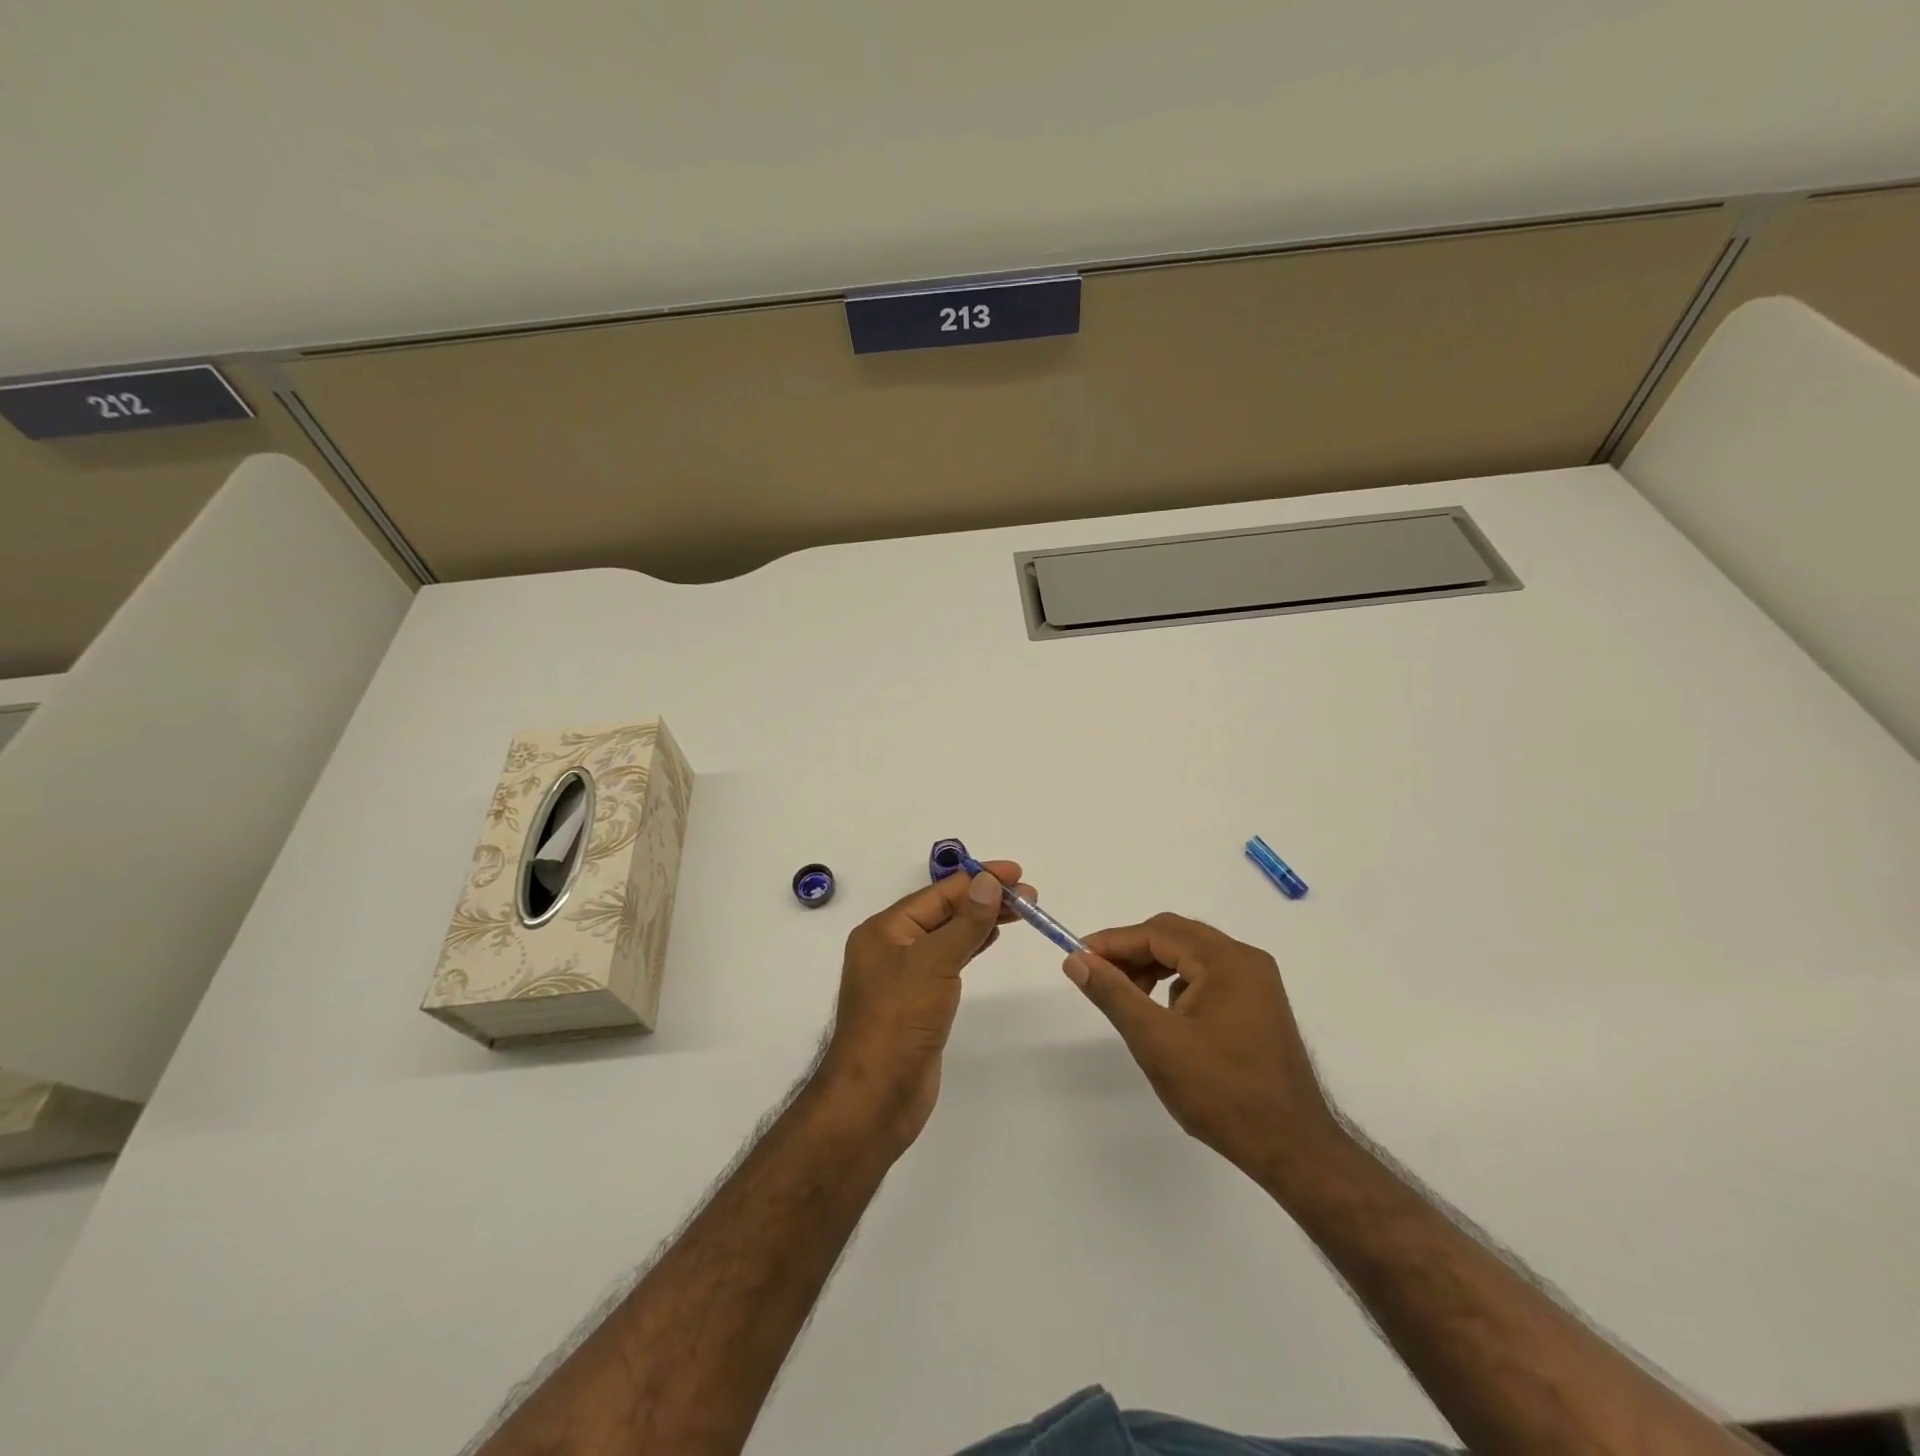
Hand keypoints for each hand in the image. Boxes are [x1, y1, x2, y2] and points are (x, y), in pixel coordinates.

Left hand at [816, 860, 1031, 1156]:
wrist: (875, 1097)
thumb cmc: (899, 1022)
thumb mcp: (935, 964)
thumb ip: (965, 922)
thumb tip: (989, 881)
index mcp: (885, 929)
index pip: (939, 893)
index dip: (979, 880)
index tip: (1018, 873)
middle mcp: (891, 946)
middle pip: (944, 911)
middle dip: (984, 899)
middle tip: (1029, 896)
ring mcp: (903, 975)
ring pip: (947, 935)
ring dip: (980, 920)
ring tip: (1018, 912)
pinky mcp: (917, 1001)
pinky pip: (947, 960)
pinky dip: (970, 946)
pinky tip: (990, 939)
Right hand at [1064, 913, 1342, 1186]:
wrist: (1291, 1149)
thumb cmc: (1221, 1092)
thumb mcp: (1156, 1041)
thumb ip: (1113, 993)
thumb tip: (1076, 959)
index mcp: (1226, 960)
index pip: (1158, 932)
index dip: (1113, 942)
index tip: (1077, 957)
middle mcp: (1246, 960)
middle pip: (1176, 937)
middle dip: (1133, 953)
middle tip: (1098, 976)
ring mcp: (1257, 983)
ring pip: (1191, 957)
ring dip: (1154, 968)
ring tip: (1128, 998)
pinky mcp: (1259, 1007)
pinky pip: (1208, 978)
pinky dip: (1178, 985)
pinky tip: (1166, 1018)